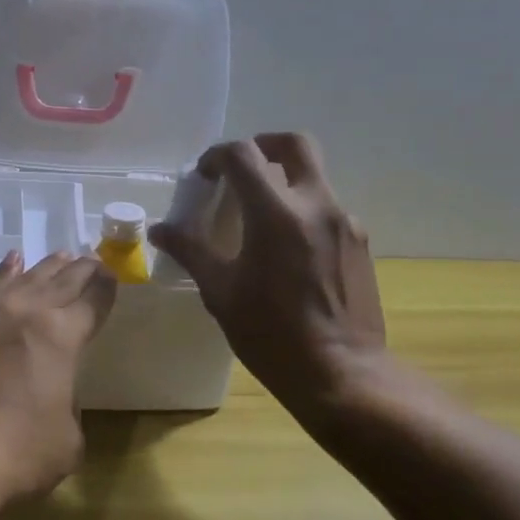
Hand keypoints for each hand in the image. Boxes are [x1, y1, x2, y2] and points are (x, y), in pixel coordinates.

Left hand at [0, 250, 117, 506]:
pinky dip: (6, 273)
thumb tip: (52, 393)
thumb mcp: (67, 438)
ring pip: (25, 278)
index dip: (106, 288)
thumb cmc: (17, 454)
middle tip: (94, 260)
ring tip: (62, 256)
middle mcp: (26, 313)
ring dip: (47, 266)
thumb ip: (68, 404)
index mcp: (62, 335)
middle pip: (62, 281)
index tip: (112, 275)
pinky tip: (11, 263)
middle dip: (82, 269)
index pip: (93, 301)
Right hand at [150, 133, 390, 418]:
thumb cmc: (271, 335)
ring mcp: (345, 222)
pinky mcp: (360, 243)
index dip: (217, 156)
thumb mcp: (221, 292)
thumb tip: (159, 229)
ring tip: (260, 217)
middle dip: (263, 145)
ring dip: (284, 182)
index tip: (203, 176)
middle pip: (295, 144)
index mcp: (276, 213)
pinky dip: (303, 211)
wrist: (342, 374)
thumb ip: (191, 250)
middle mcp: (317, 204)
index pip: (243, 155)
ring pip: (314, 177)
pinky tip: (288, 250)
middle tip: (240, 169)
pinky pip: (327, 209)